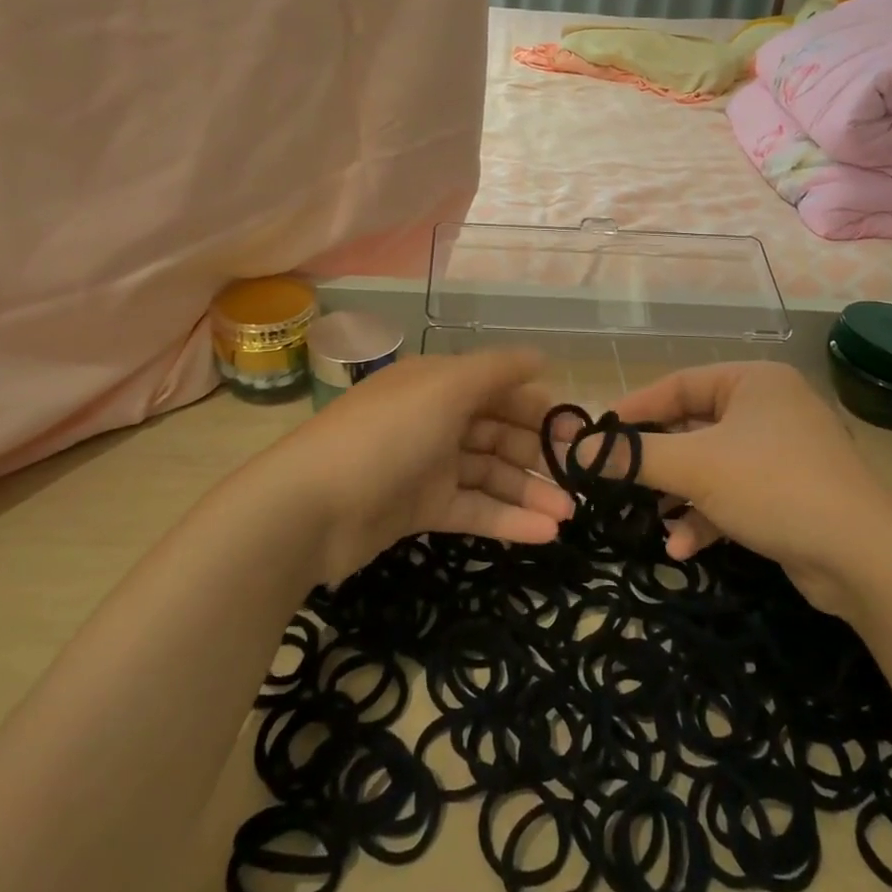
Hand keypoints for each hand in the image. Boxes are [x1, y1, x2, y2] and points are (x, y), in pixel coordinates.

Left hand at [256, 350, 575, 583]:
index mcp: (439, 384)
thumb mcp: (445, 388)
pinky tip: (544, 534)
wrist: (310, 508)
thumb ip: (497, 370)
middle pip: (498, 432)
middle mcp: (435, 419)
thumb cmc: (386, 435)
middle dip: (539, 453)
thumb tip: (542, 357)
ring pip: (489, 475)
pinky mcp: (419, 509)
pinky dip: (506, 520)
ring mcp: (427, 466)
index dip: (538, 407)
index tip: (577, 431)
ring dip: (529, 492)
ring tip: (569, 514)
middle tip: (581, 477)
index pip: (499, 389)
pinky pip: (472, 510)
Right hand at [604, 361, 891, 617]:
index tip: (596, 436)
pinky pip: (734, 495)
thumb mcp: (696, 467)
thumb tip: (574, 450)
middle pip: (693, 428)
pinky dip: (707, 517)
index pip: (677, 385)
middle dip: (657, 462)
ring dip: (679, 496)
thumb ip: (634, 457)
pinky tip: (683, 549)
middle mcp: (768, 409)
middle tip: (616, 480)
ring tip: (648, 520)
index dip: (634, 410)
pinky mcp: (789, 494)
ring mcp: (782, 453)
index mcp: (752, 381)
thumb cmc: (774, 485)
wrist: (865, 558)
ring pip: (711, 466)